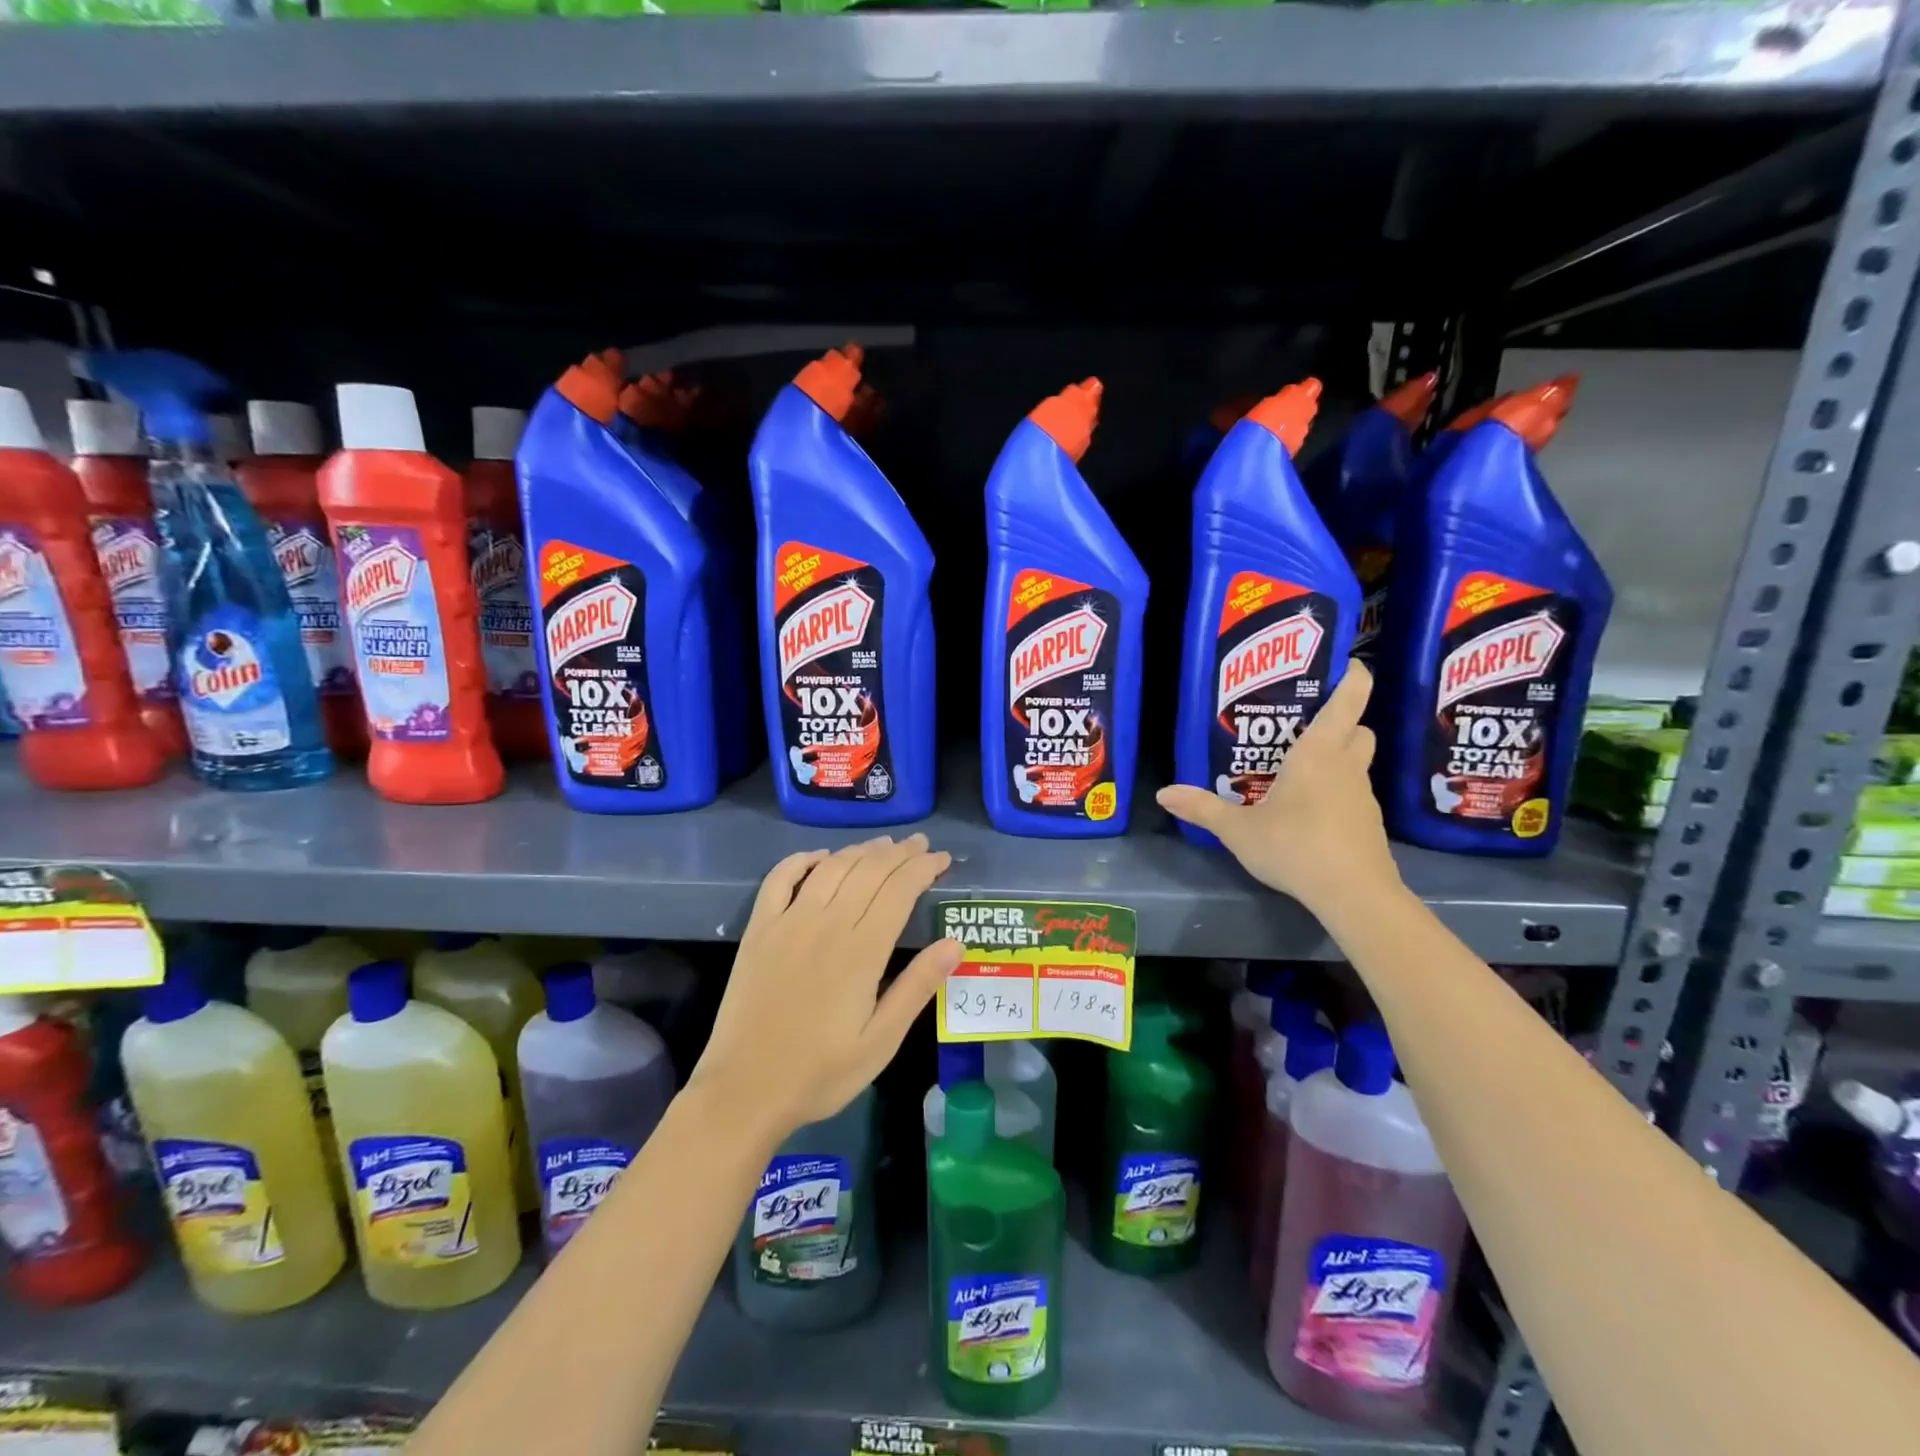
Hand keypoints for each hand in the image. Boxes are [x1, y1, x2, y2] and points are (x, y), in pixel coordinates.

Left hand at [689, 834, 962, 1140]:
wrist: (744, 1090)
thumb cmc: (821, 1073)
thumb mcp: (881, 1041)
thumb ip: (917, 987)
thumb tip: (955, 943)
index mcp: (861, 951)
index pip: (899, 890)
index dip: (924, 868)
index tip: (943, 859)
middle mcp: (826, 924)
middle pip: (869, 870)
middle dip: (899, 852)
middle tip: (921, 844)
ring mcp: (788, 922)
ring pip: (831, 868)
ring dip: (860, 850)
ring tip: (883, 844)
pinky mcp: (759, 929)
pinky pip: (780, 879)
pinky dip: (802, 860)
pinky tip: (820, 857)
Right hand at [1156, 660, 1401, 912]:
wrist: (1354, 895)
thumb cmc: (1296, 847)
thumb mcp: (1238, 830)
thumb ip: (1202, 809)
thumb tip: (1163, 793)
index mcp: (1319, 753)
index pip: (1349, 700)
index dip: (1353, 677)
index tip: (1347, 664)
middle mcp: (1347, 767)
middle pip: (1358, 729)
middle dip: (1341, 721)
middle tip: (1304, 726)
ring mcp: (1363, 796)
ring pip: (1357, 762)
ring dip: (1337, 758)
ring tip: (1297, 770)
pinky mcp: (1368, 823)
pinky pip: (1353, 793)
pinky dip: (1337, 791)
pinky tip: (1309, 811)